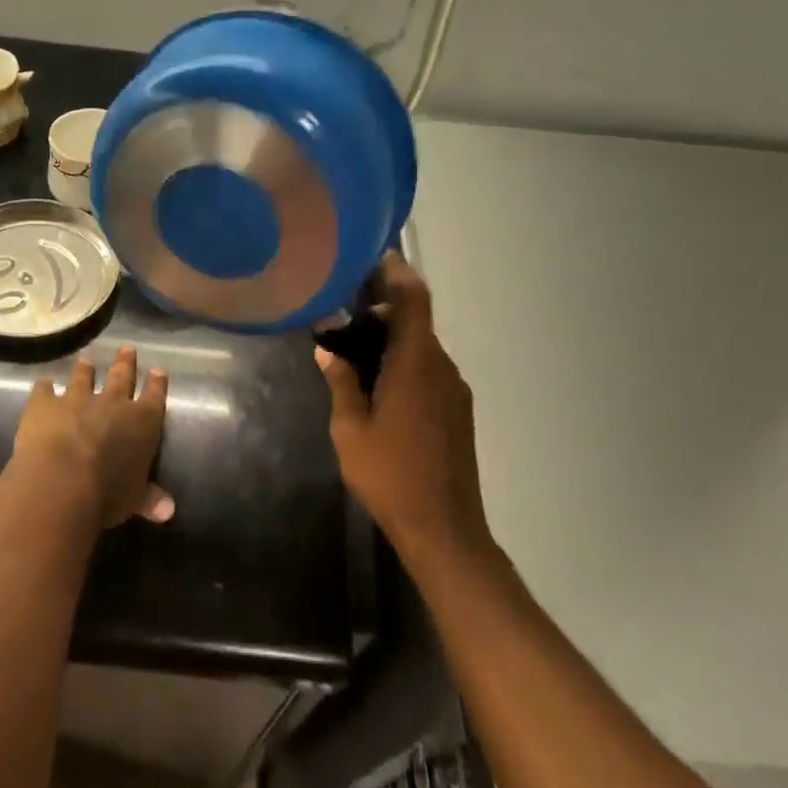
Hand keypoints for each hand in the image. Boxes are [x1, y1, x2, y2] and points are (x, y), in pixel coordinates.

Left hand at [13, 346, 173, 526]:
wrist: (62, 481)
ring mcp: (76, 399)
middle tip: (127, 348)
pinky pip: (44, 389)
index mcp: (142, 422)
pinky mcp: (44, 404)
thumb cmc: (107, 493)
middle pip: (121, 376)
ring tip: (86, 359)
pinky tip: (44, 381)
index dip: (157, 383)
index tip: (158, 370)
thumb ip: (149, 498)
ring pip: (83, 377)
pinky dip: (44, 386)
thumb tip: (169, 512)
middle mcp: (112, 403)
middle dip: (126, 363)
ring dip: (85, 369)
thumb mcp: (134, 499)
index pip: (154, 396)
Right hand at [315, 254, 490, 562]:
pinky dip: (405, 364)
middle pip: (415, 322)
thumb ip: (341, 383)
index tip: (372, 258)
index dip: (396, 273)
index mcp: (416, 363)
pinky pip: (430, 371)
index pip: (413, 300)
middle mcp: (442, 367)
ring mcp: (455, 390)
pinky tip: (378, 388)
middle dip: (381, 312)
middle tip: (342, 316)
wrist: (445, 529)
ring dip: (392, 341)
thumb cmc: (390, 476)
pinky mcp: (459, 411)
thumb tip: (328, 350)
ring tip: (353, 354)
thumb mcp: (349, 430)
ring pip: (422, 348)